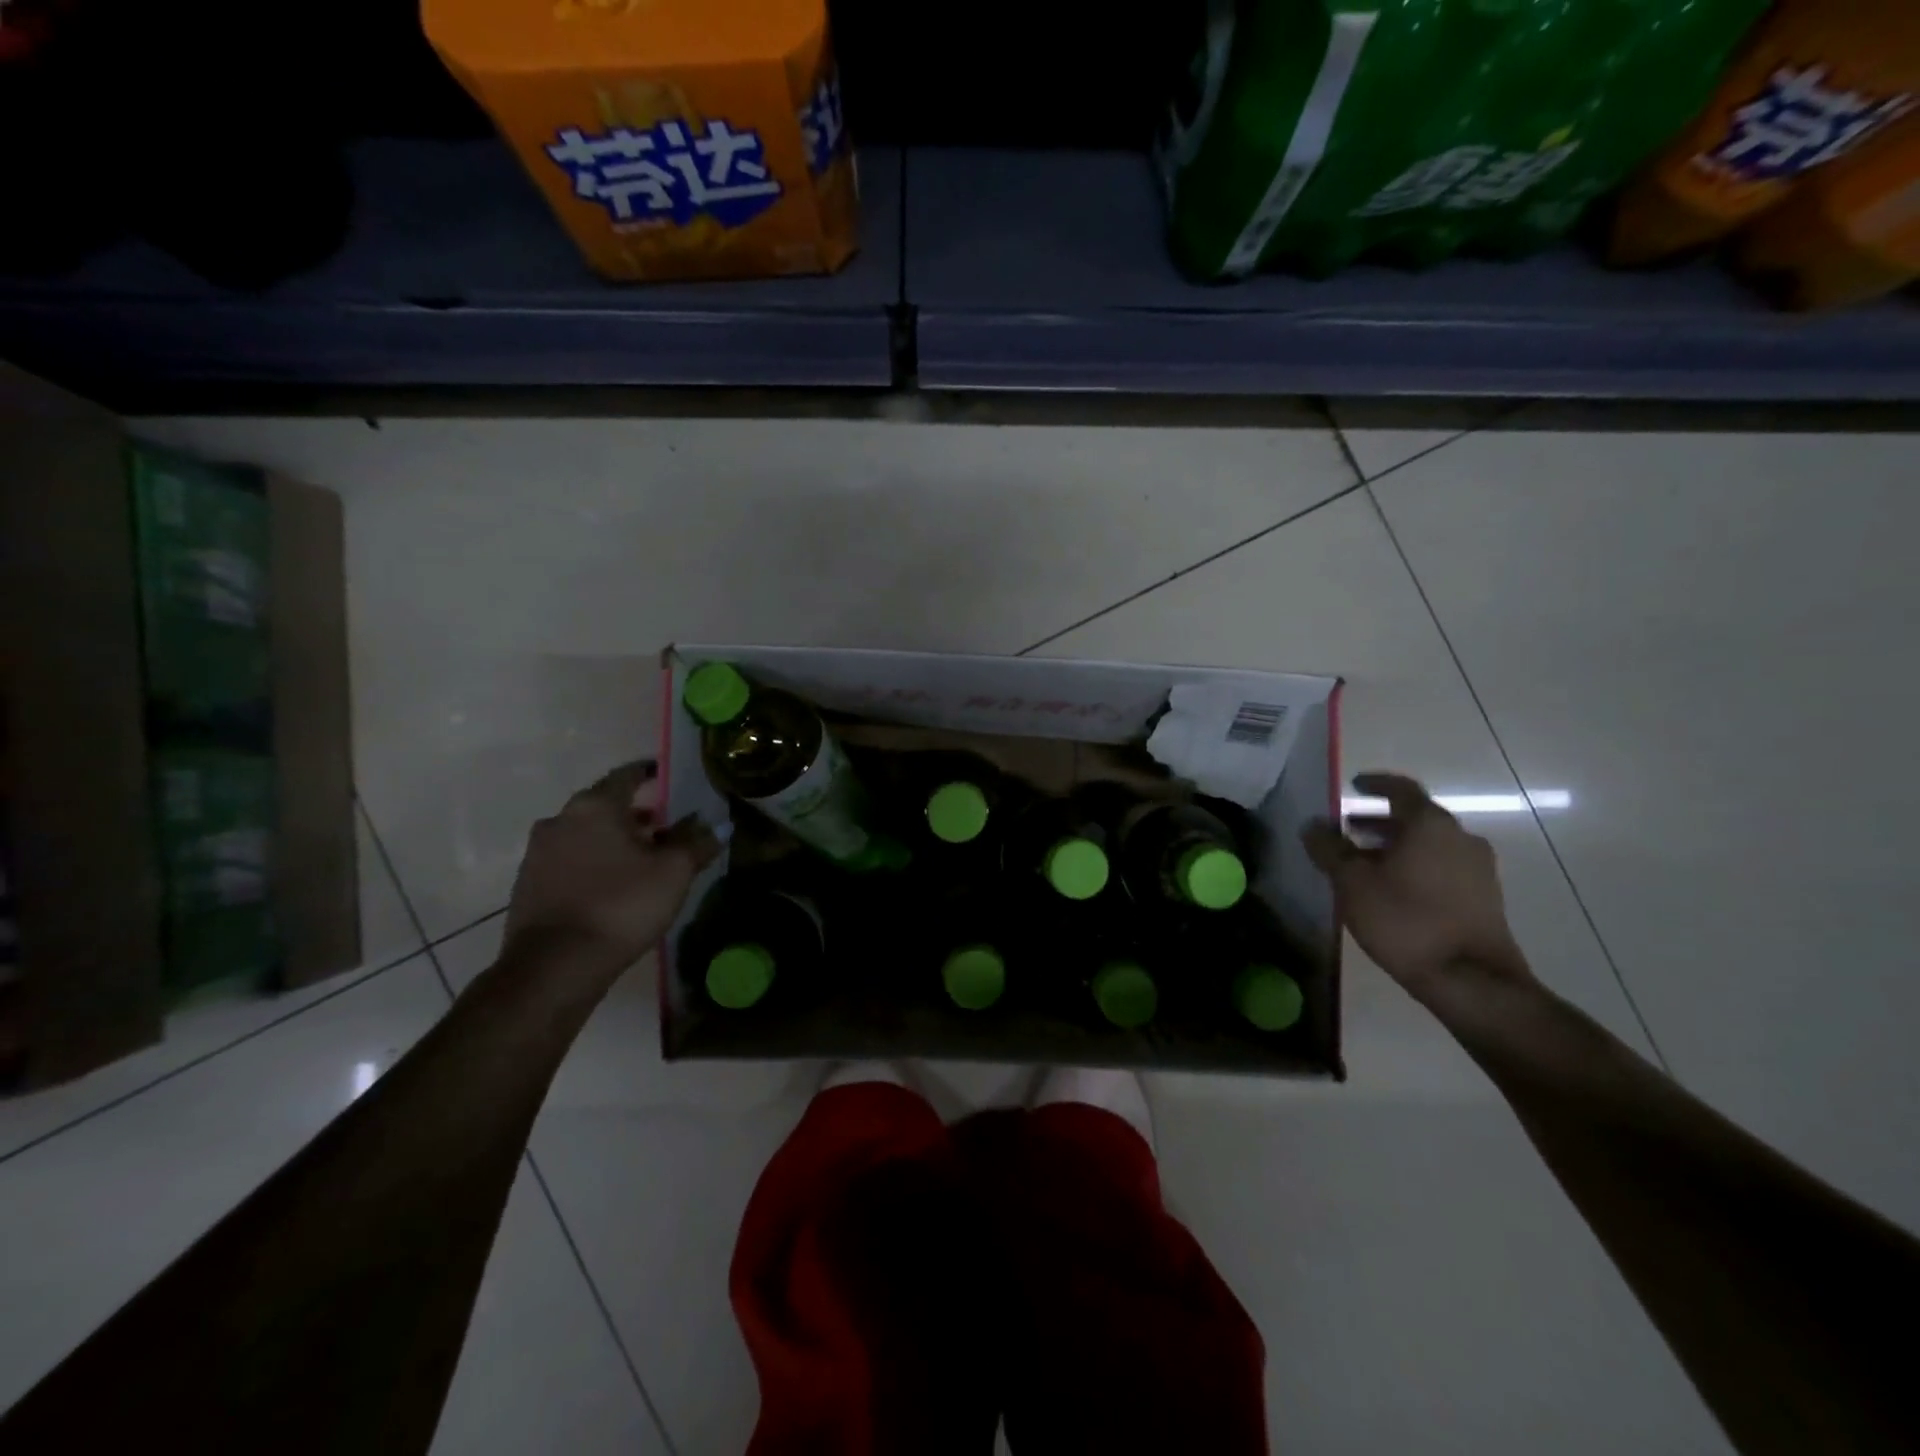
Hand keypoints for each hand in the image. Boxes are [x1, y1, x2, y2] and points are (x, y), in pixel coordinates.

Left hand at [504, 761, 719, 975]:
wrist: (554, 966)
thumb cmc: (622, 905)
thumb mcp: (673, 872)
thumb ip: (696, 842)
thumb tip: (718, 824)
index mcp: (596, 805)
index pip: (627, 774)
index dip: (649, 773)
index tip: (665, 775)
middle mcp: (561, 819)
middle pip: (603, 804)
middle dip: (634, 811)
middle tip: (663, 824)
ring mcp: (538, 852)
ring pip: (584, 832)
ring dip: (612, 838)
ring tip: (641, 858)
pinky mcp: (528, 884)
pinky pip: (569, 859)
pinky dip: (592, 861)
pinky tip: (612, 884)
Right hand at [1302, 772, 1530, 1002]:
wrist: (1471, 980)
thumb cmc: (1405, 920)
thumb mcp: (1352, 883)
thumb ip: (1329, 849)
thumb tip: (1313, 825)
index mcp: (1430, 824)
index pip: (1401, 788)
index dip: (1375, 784)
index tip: (1353, 785)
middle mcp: (1460, 837)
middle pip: (1416, 817)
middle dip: (1379, 820)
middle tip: (1348, 828)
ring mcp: (1478, 868)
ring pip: (1429, 844)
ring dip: (1396, 846)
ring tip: (1364, 862)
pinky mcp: (1484, 897)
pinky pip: (1442, 867)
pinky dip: (1415, 865)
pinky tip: (1392, 888)